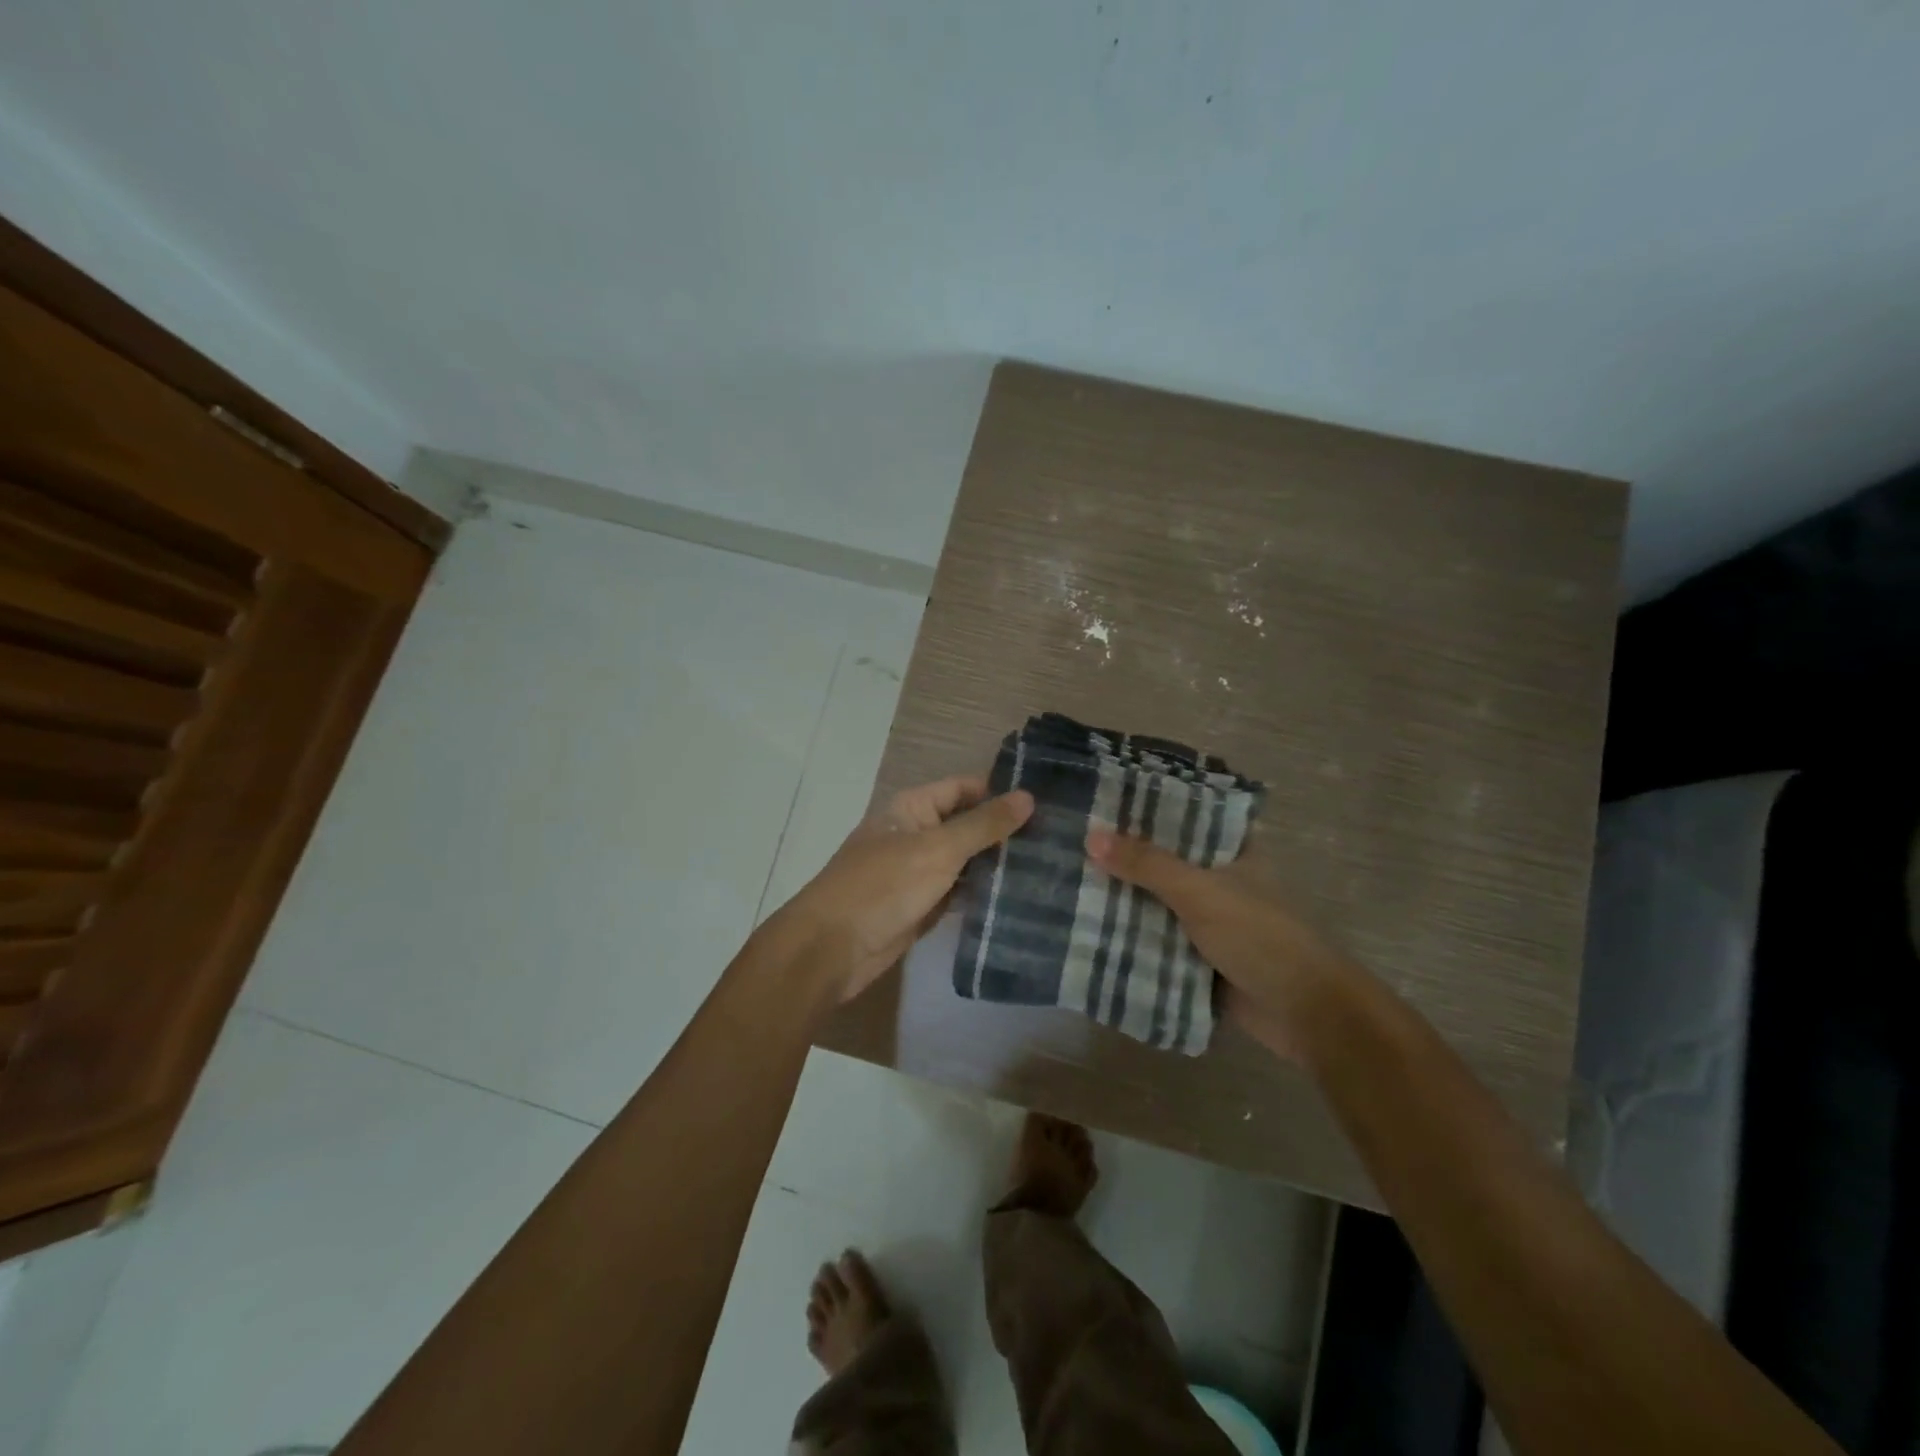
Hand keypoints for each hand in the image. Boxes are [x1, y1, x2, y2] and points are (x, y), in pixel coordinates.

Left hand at [774, 776, 1033, 1004]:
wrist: (832, 949)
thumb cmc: (882, 886)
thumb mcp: (937, 849)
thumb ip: (983, 825)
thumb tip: (1028, 796)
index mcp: (912, 808)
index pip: (964, 789)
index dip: (1001, 792)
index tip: (1048, 802)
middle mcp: (916, 834)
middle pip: (967, 825)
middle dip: (1005, 831)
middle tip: (1060, 839)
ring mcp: (918, 872)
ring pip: (966, 862)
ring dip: (998, 865)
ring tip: (1052, 867)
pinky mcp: (922, 907)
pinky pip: (959, 893)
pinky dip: (983, 894)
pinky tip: (1021, 897)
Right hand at [1085, 827, 1357, 1062]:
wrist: (1303, 1012)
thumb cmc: (1259, 935)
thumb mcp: (1200, 891)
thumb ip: (1147, 865)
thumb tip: (1090, 837)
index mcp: (1231, 850)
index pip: (1184, 815)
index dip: (1146, 806)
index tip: (1101, 798)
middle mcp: (1218, 878)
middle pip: (1162, 860)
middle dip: (1122, 855)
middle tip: (1070, 838)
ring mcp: (1207, 919)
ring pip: (1155, 901)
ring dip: (1121, 898)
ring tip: (1067, 877)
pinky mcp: (1197, 955)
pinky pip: (1155, 938)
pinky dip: (1128, 935)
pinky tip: (1087, 925)